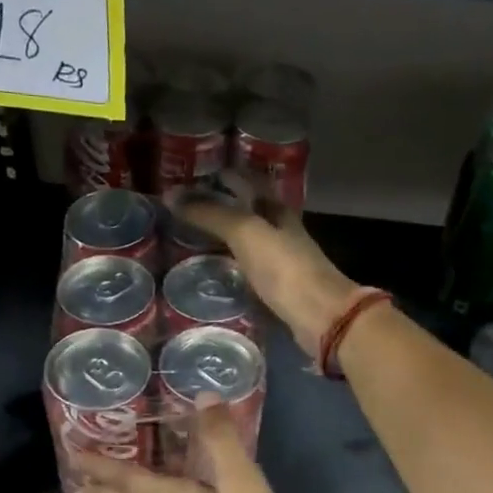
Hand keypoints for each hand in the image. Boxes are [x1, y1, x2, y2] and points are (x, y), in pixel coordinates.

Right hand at [171, 173, 361, 356]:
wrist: (320, 316)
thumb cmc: (284, 268)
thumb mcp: (245, 233)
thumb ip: (210, 214)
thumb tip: (171, 195)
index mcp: (276, 209)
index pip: (247, 180)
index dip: (221, 175)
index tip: (188, 178)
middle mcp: (280, 230)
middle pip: (246, 211)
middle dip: (218, 208)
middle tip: (180, 212)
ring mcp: (281, 261)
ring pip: (247, 242)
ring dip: (222, 240)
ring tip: (188, 242)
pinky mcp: (278, 290)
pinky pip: (248, 271)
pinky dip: (230, 269)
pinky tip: (212, 275)